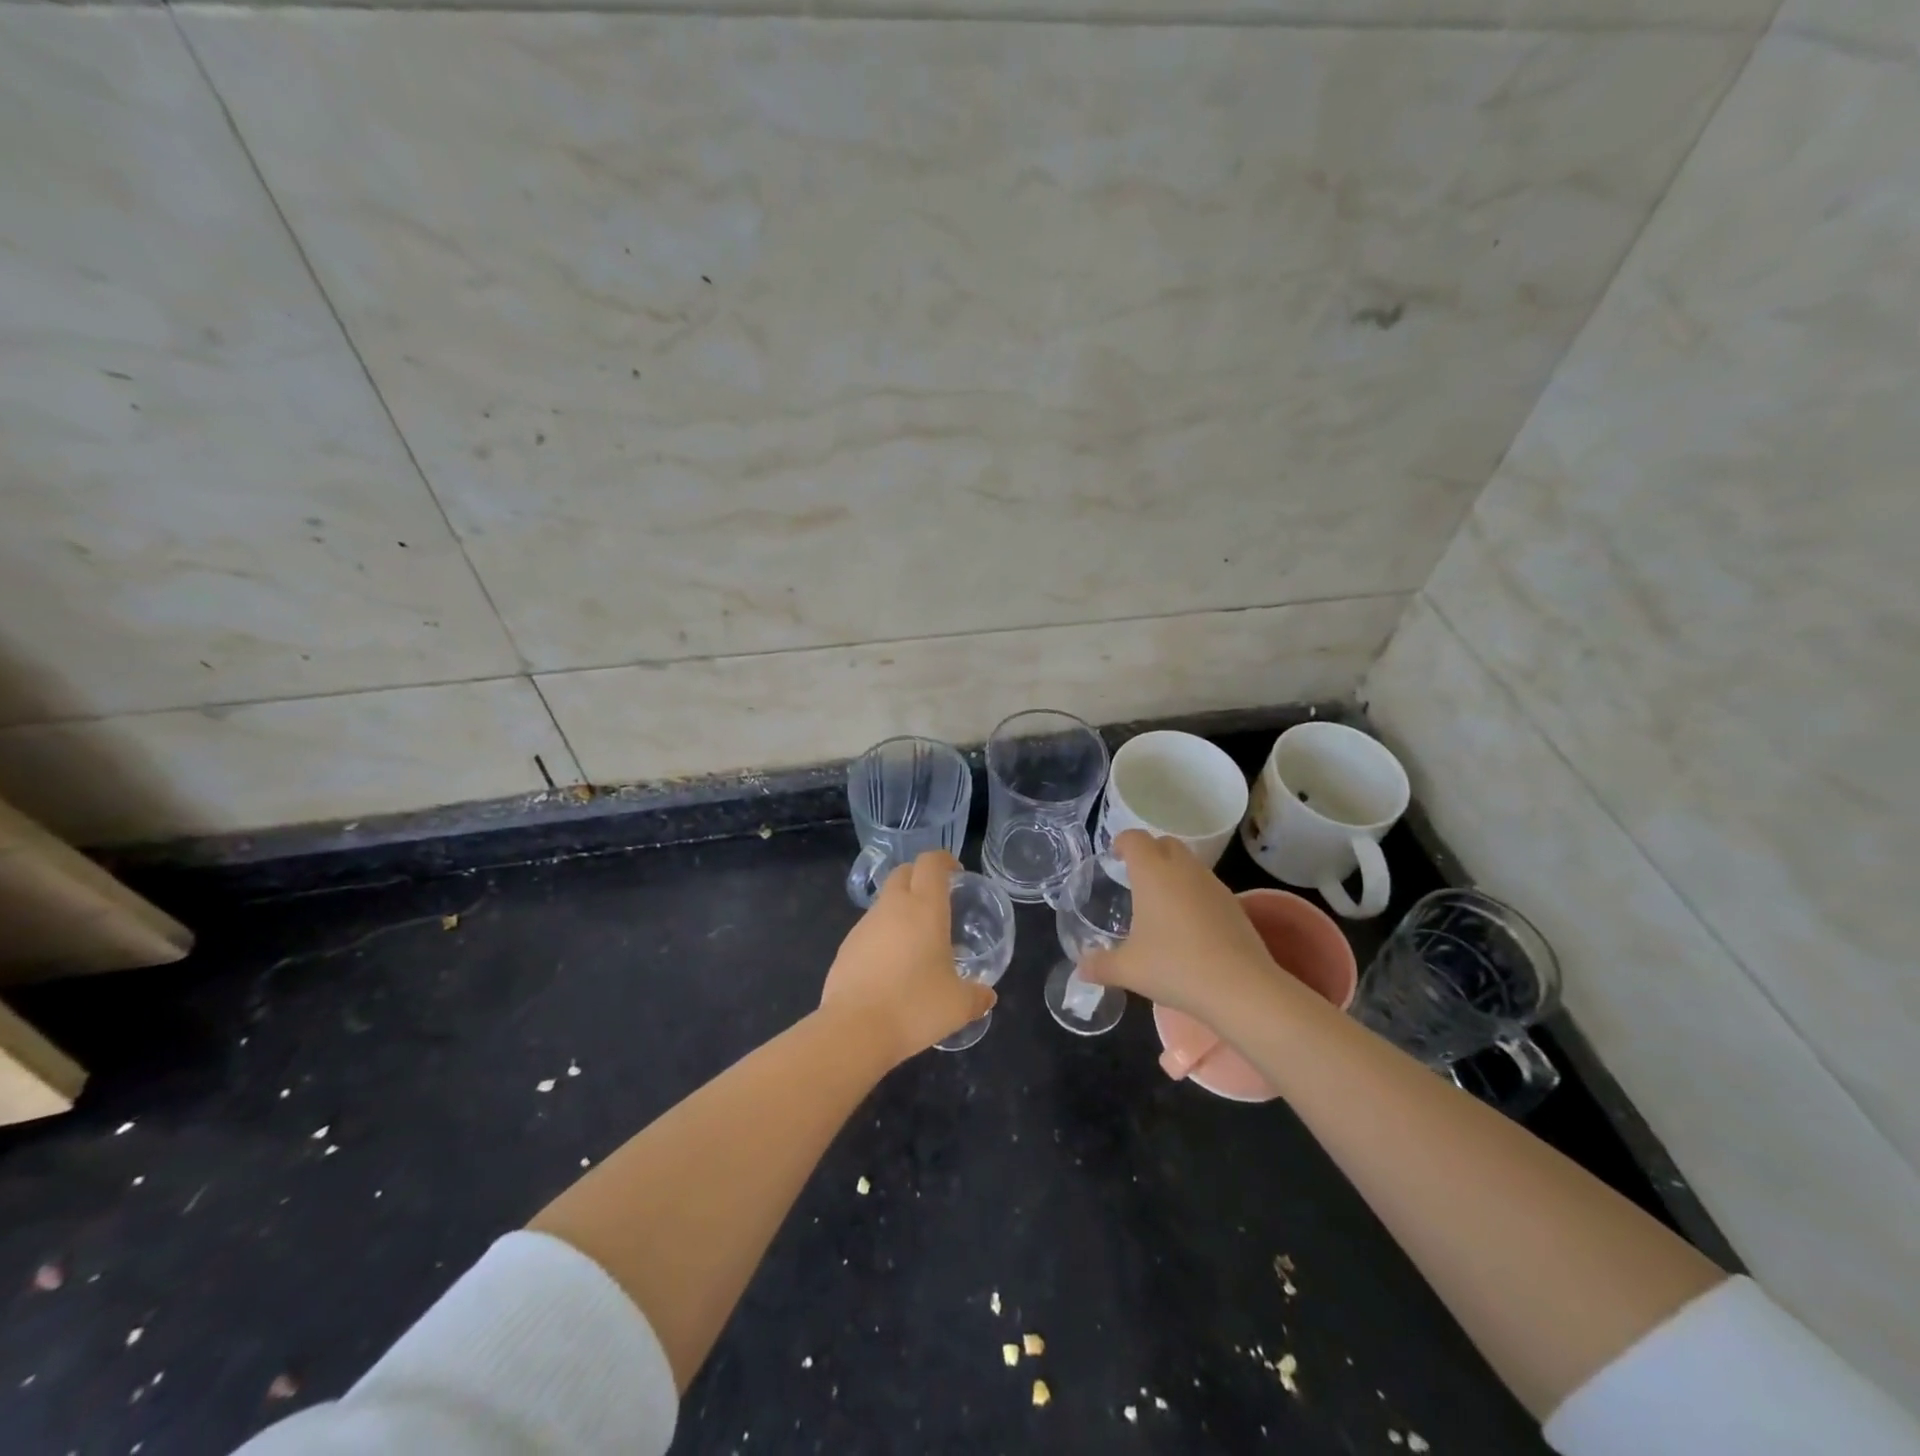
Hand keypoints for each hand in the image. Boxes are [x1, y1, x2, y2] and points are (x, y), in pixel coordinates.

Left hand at [820, 849, 994, 1065]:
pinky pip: (869, 929)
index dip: (944, 860)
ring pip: (885, 901)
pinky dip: (883, 935)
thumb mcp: (958, 1005)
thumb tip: (988, 996)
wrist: (855, 1029)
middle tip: (937, 901)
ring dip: (900, 908)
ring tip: (916, 941)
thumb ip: (977, 996)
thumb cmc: (915, 1006)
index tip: (956, 873)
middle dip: (920, 877)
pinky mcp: (846, 946)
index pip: (931, 863)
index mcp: (925, 908)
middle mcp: (893, 907)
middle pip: (904, 872)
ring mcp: (864, 925)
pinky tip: (891, 967)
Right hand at [1078, 831, 1280, 1021]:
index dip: (1122, 842)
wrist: (1240, 987)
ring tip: (1161, 902)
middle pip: (1165, 843)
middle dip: (1149, 852)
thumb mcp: (1128, 970)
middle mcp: (1183, 869)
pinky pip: (1206, 885)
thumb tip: (1080, 969)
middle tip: (1136, 877)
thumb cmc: (1175, 967)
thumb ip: (1100, 966)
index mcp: (1152, 872)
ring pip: (1189, 863)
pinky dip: (1193, 893)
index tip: (1114, 856)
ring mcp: (1212, 884)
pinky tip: (1188, 924)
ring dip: (1173, 872)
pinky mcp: (1233, 903)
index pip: (1135, 838)